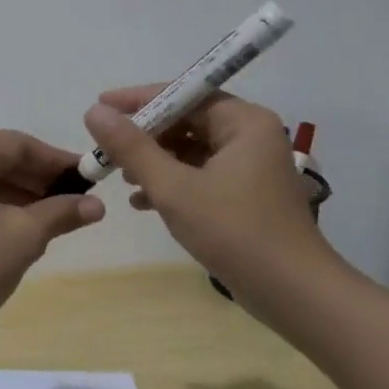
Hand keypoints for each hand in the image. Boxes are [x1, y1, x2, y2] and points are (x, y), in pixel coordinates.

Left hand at [0, 131, 104, 341]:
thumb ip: (61, 213)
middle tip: (78, 197)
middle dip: (39, 178)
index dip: (56, 160)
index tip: (89, 176)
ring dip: (21, 194)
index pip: (15, 144)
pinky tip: (25, 227)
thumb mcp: (24, 236)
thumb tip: (98, 206)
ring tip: (57, 215)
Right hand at [83, 89, 340, 300]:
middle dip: (145, 135)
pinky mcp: (246, 194)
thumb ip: (132, 148)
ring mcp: (250, 166)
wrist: (294, 294)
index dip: (139, 99)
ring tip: (119, 176)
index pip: (184, 94)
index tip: (100, 106)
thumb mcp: (174, 187)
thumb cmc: (234, 232)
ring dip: (154, 161)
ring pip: (191, 150)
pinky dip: (172, 182)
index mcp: (243, 122)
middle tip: (105, 146)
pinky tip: (141, 201)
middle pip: (187, 121)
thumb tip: (94, 112)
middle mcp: (251, 136)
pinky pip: (200, 174)